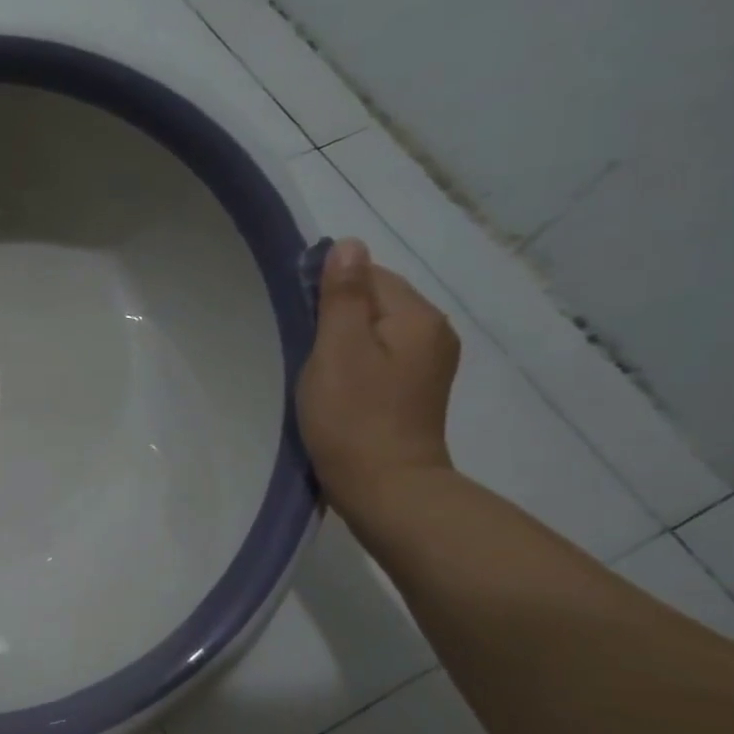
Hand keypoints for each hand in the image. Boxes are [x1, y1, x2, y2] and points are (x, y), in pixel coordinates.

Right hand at [296, 238, 460, 519]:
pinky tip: (338, 389)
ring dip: (344, 343)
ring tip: (318, 372)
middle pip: (377, 302)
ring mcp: (429, 365)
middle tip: (306, 352)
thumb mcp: (337, 350)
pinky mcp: (416, 392)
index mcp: (417, 317)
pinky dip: (356, 365)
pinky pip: (381, 359)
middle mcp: (433, 333)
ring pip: (376, 333)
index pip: (371, 275)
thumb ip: (342, 296)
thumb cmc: (353, 417)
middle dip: (337, 318)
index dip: (330, 292)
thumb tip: (349, 245)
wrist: (385, 488)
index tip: (301, 323)